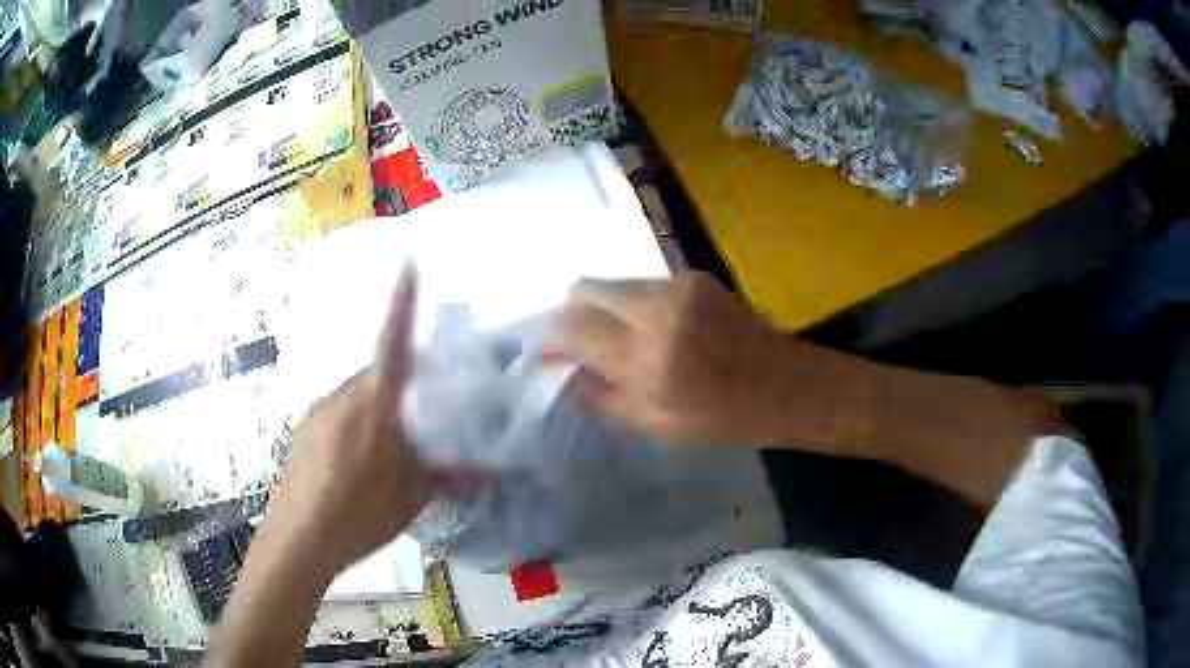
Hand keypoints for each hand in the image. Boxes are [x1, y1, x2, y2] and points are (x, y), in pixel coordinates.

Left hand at [264, 266, 431, 575]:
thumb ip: (452, 478)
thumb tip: (500, 473)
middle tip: (420, 419)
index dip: (401, 304)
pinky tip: (357, 464)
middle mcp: (341, 397)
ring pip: (357, 395)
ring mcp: (316, 411)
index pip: (393, 345)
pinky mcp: (303, 429)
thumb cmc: (357, 517)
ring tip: (387, 453)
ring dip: (377, 410)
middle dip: (401, 386)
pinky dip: (354, 425)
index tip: (409, 263)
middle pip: (378, 374)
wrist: (296, 540)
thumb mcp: (410, 500)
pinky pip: (337, 412)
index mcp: (373, 407)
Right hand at [555, 273, 865, 449]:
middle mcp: (656, 309)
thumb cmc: (723, 417)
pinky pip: (643, 284)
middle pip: (585, 289)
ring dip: (602, 307)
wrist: (784, 384)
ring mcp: (677, 286)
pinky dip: (631, 303)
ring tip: (615, 338)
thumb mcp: (657, 425)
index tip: (547, 352)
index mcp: (646, 356)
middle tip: (577, 342)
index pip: (573, 327)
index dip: (551, 338)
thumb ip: (603, 396)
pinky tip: (650, 329)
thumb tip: (567, 373)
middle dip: (571, 313)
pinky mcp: (694, 277)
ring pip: (613, 282)